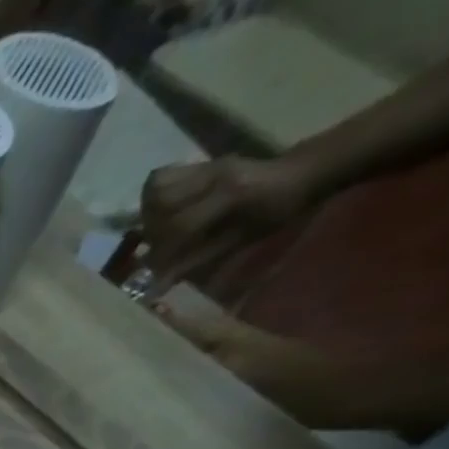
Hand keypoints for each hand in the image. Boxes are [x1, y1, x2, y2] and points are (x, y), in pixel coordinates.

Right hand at [139, 154, 315, 285]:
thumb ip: (198, 259)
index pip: (181, 225)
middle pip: (159, 203)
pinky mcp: (202, 163)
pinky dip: (151, 197)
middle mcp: (215, 174)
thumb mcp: (241, 240)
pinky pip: (160, 177)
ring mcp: (207, 165)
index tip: (154, 273)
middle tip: (156, 248)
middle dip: (151, 232)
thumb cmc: (277, 212)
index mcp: (231, 193)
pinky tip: (158, 212)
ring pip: (155, 188)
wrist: (300, 172)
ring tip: (155, 230)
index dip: (162, 253)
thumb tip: (159, 285)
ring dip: (147, 213)